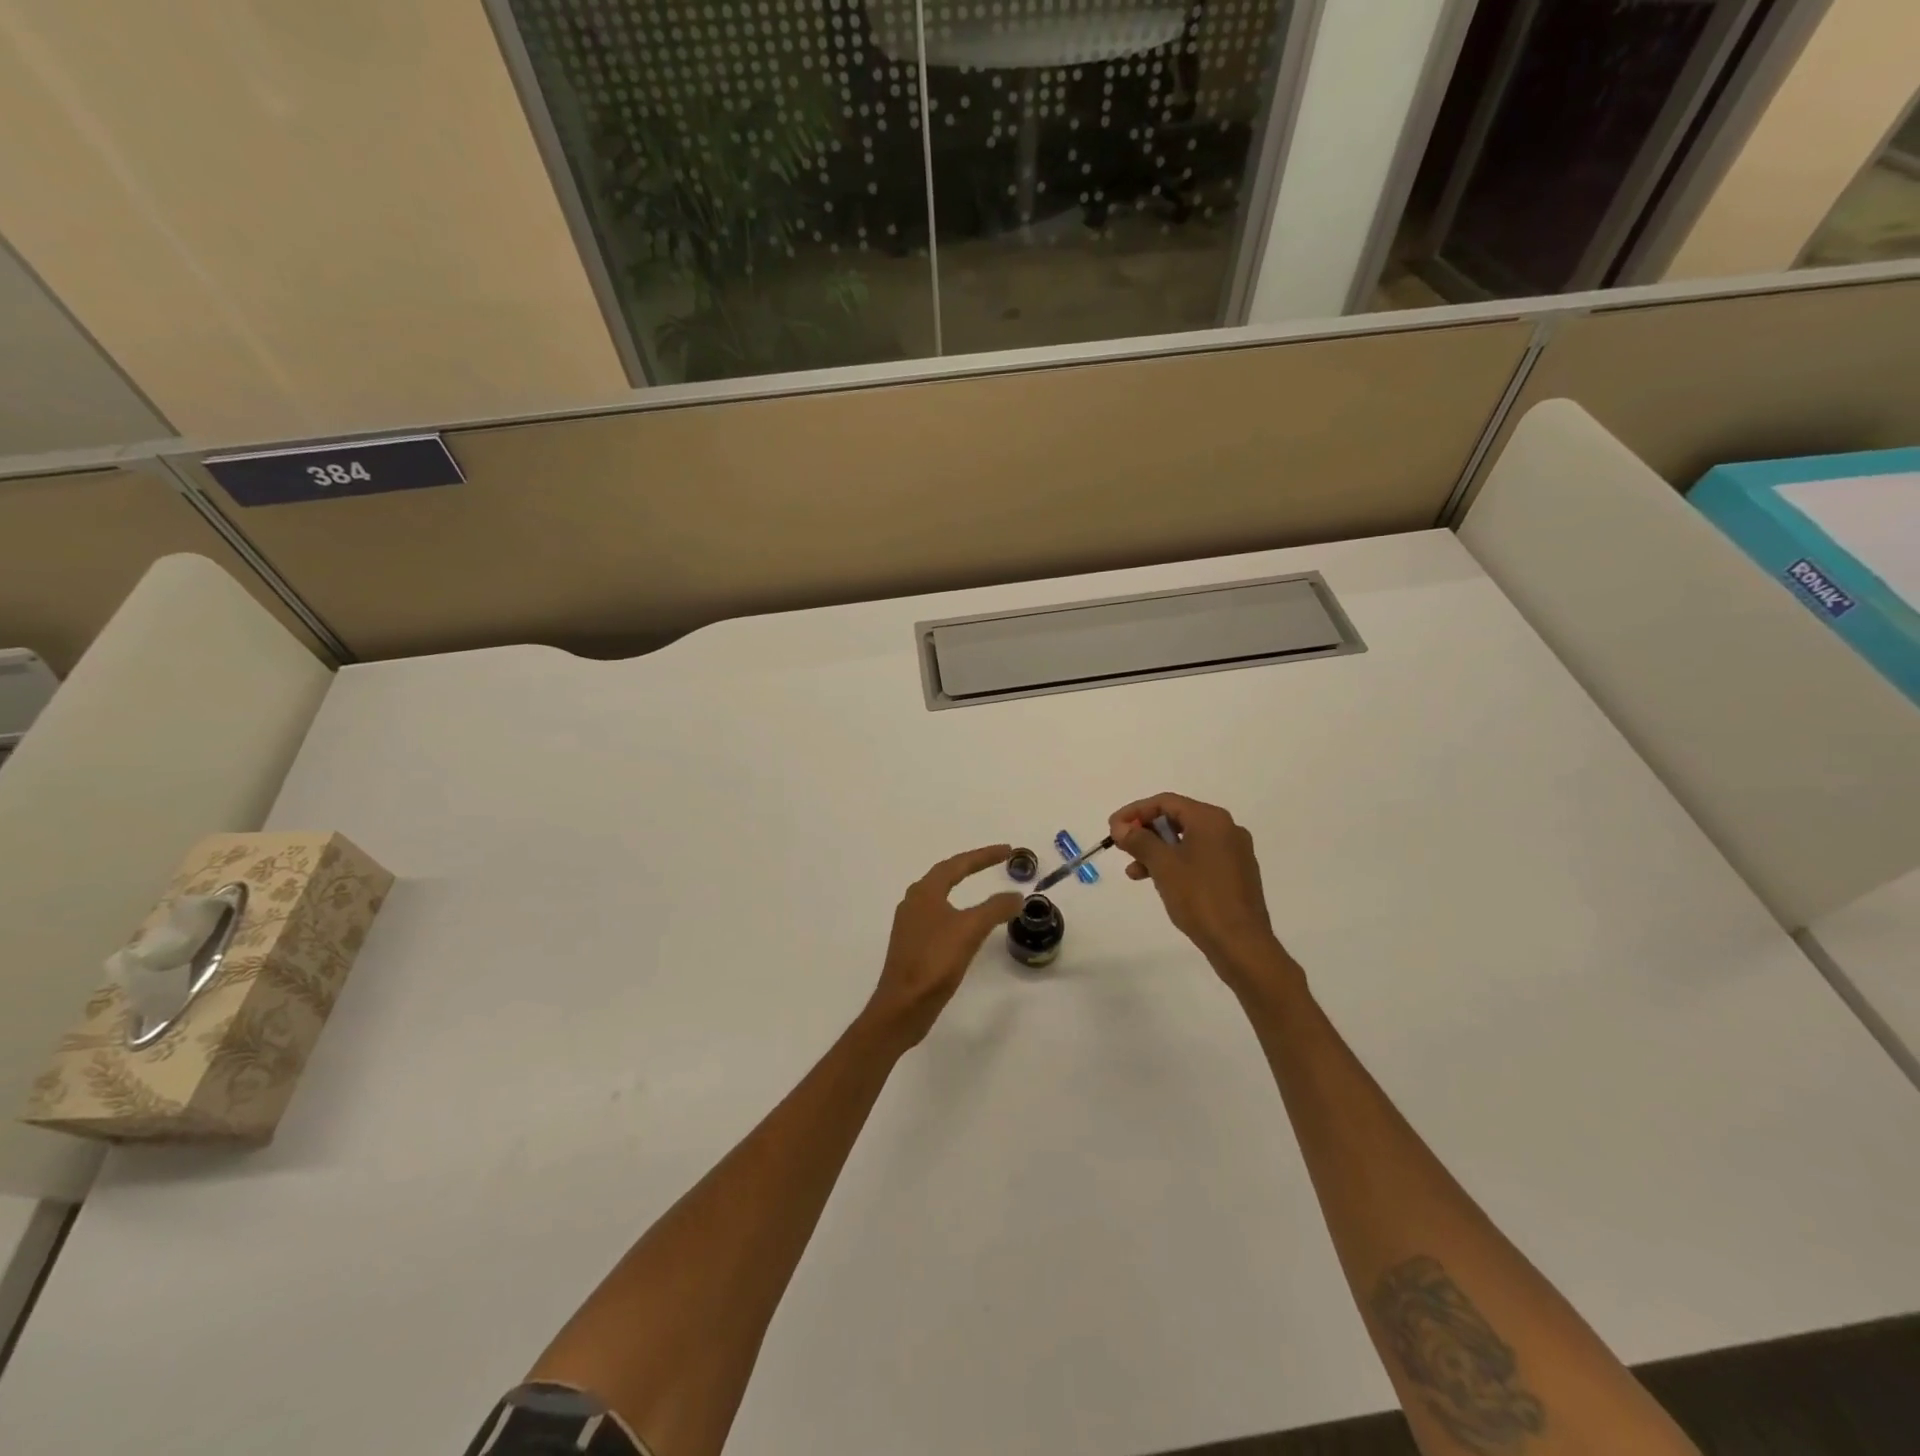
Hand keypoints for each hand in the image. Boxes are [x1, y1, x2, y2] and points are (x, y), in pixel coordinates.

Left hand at [863, 846, 1023, 1048]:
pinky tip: (966, 924)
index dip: (983, 855)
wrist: (903, 1006)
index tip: (1007, 850)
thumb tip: (1015, 895)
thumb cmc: (934, 962)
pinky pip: (939, 917)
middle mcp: (913, 902)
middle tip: (997, 862)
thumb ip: (995, 908)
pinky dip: (958, 911)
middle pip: (946, 875)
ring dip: (963, 888)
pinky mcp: (913, 945)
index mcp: (924, 892)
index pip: (957, 864)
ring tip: (984, 888)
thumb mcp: (970, 930)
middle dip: (972, 866)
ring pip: (941, 897)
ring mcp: (911, 925)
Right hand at [1109, 793, 1298, 994]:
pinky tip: (1159, 882)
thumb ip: (1139, 840)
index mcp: (1211, 820)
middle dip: (1145, 832)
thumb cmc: (1200, 898)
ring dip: (1157, 851)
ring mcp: (1234, 852)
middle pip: (1177, 819)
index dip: (1134, 812)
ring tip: (1134, 872)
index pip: (1165, 802)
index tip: (1113, 828)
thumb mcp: (1163, 866)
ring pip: (1186, 841)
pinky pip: (1199, 857)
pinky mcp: (1235, 874)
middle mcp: (1226, 829)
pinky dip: (1175, 863)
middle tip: (1122, 847)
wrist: (1240, 943)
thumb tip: (1121, 827)